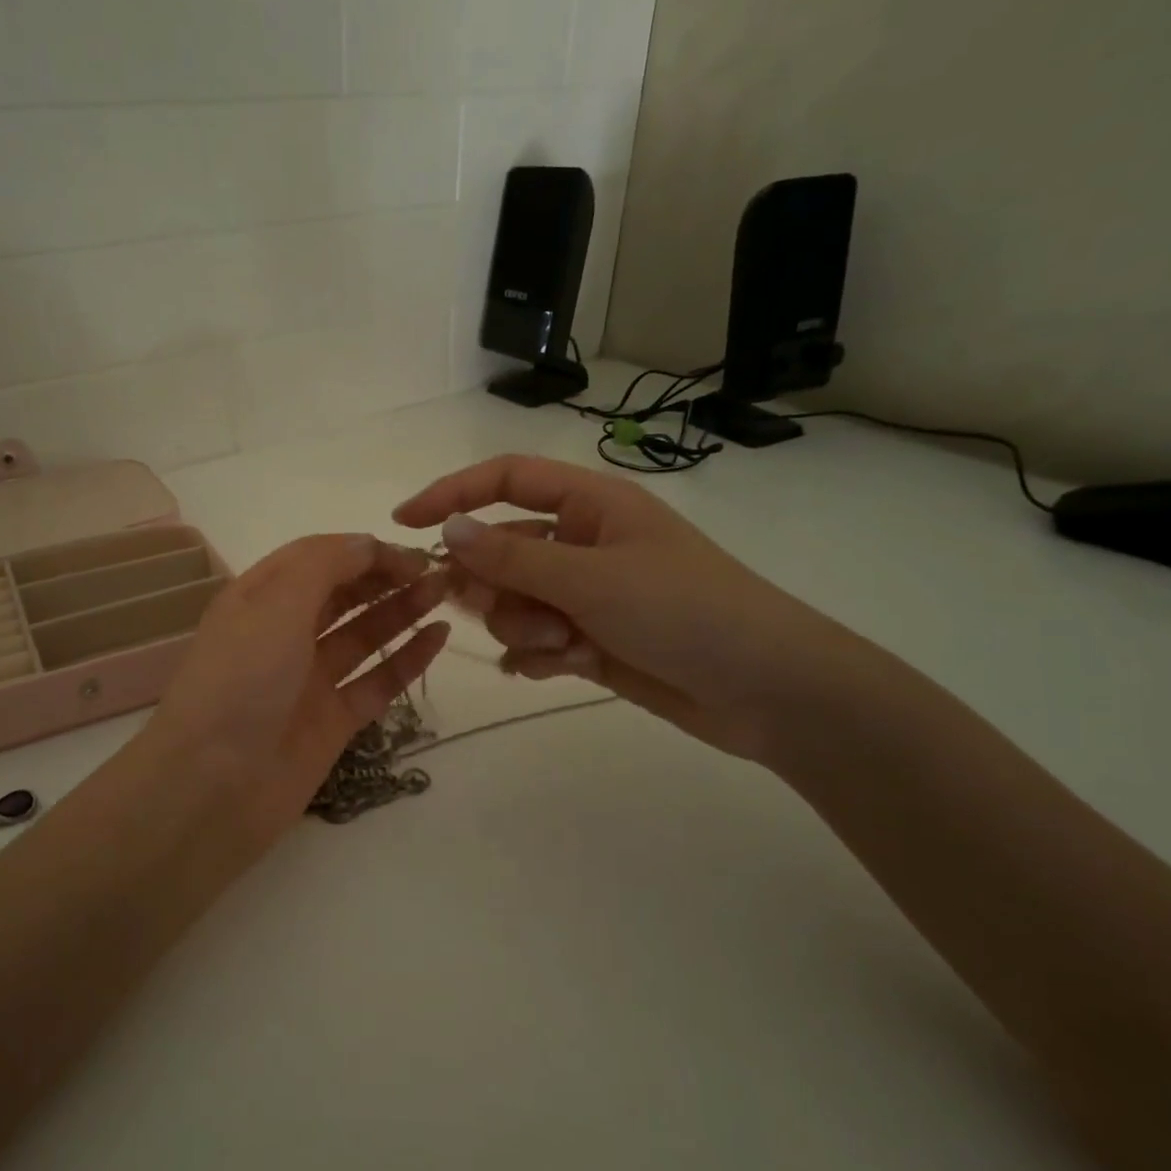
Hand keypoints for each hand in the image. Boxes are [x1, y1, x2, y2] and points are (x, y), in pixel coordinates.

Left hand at [144, 535, 449, 843]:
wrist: (213, 787)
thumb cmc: (240, 682)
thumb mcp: (275, 605)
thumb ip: (324, 566)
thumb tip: (367, 542)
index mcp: (259, 598)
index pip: (317, 557)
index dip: (363, 550)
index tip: (410, 552)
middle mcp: (283, 634)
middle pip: (342, 594)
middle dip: (386, 578)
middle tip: (437, 572)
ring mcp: (308, 680)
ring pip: (362, 635)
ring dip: (401, 612)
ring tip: (444, 594)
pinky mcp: (331, 721)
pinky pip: (375, 683)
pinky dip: (406, 660)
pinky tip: (438, 638)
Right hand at [394, 455, 837, 761]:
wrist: (767, 690)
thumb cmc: (685, 612)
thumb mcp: (591, 579)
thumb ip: (513, 558)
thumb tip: (447, 529)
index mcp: (590, 505)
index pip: (505, 480)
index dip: (451, 493)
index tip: (403, 522)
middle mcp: (583, 543)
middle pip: (501, 550)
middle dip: (495, 585)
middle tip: (504, 610)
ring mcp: (586, 594)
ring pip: (514, 601)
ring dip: (524, 627)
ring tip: (563, 647)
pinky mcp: (590, 639)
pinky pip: (535, 640)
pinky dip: (537, 655)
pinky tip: (560, 669)